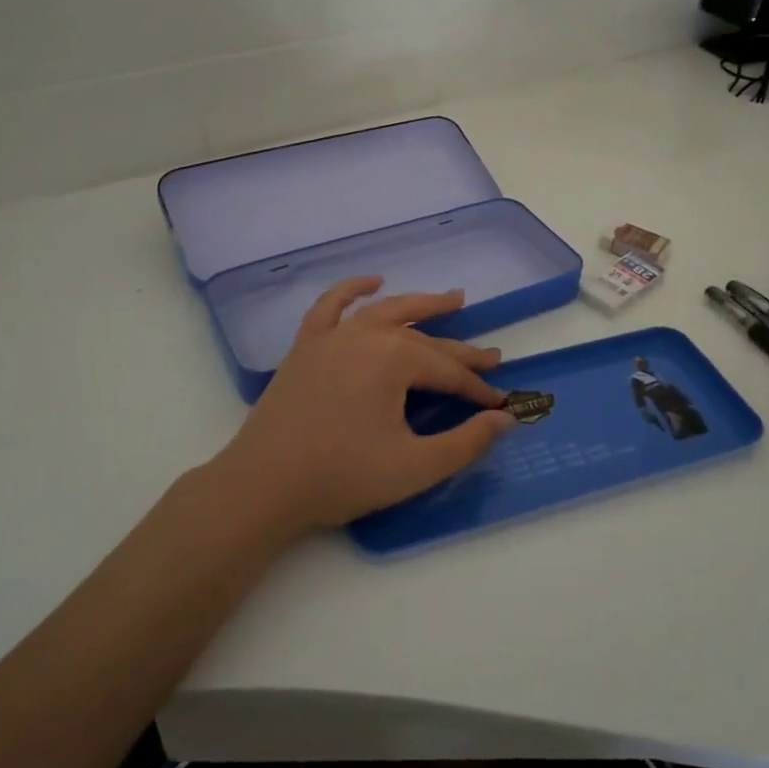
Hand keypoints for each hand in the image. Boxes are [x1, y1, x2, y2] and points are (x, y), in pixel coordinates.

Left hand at [207, 276, 516, 539]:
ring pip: (385, 311)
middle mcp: (366, 335)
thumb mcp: (415, 467)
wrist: (263, 485)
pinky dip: (353, 289)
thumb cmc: (342, 477)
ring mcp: (332, 336)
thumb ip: (466, 442)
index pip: (448, 372)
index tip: (500, 405)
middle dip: (460, 351)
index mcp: (394, 359)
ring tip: (451, 298)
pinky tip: (373, 282)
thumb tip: (505, 420)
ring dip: (420, 304)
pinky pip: (331, 305)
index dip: (477, 390)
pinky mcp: (306, 345)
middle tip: (491, 357)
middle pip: (423, 340)